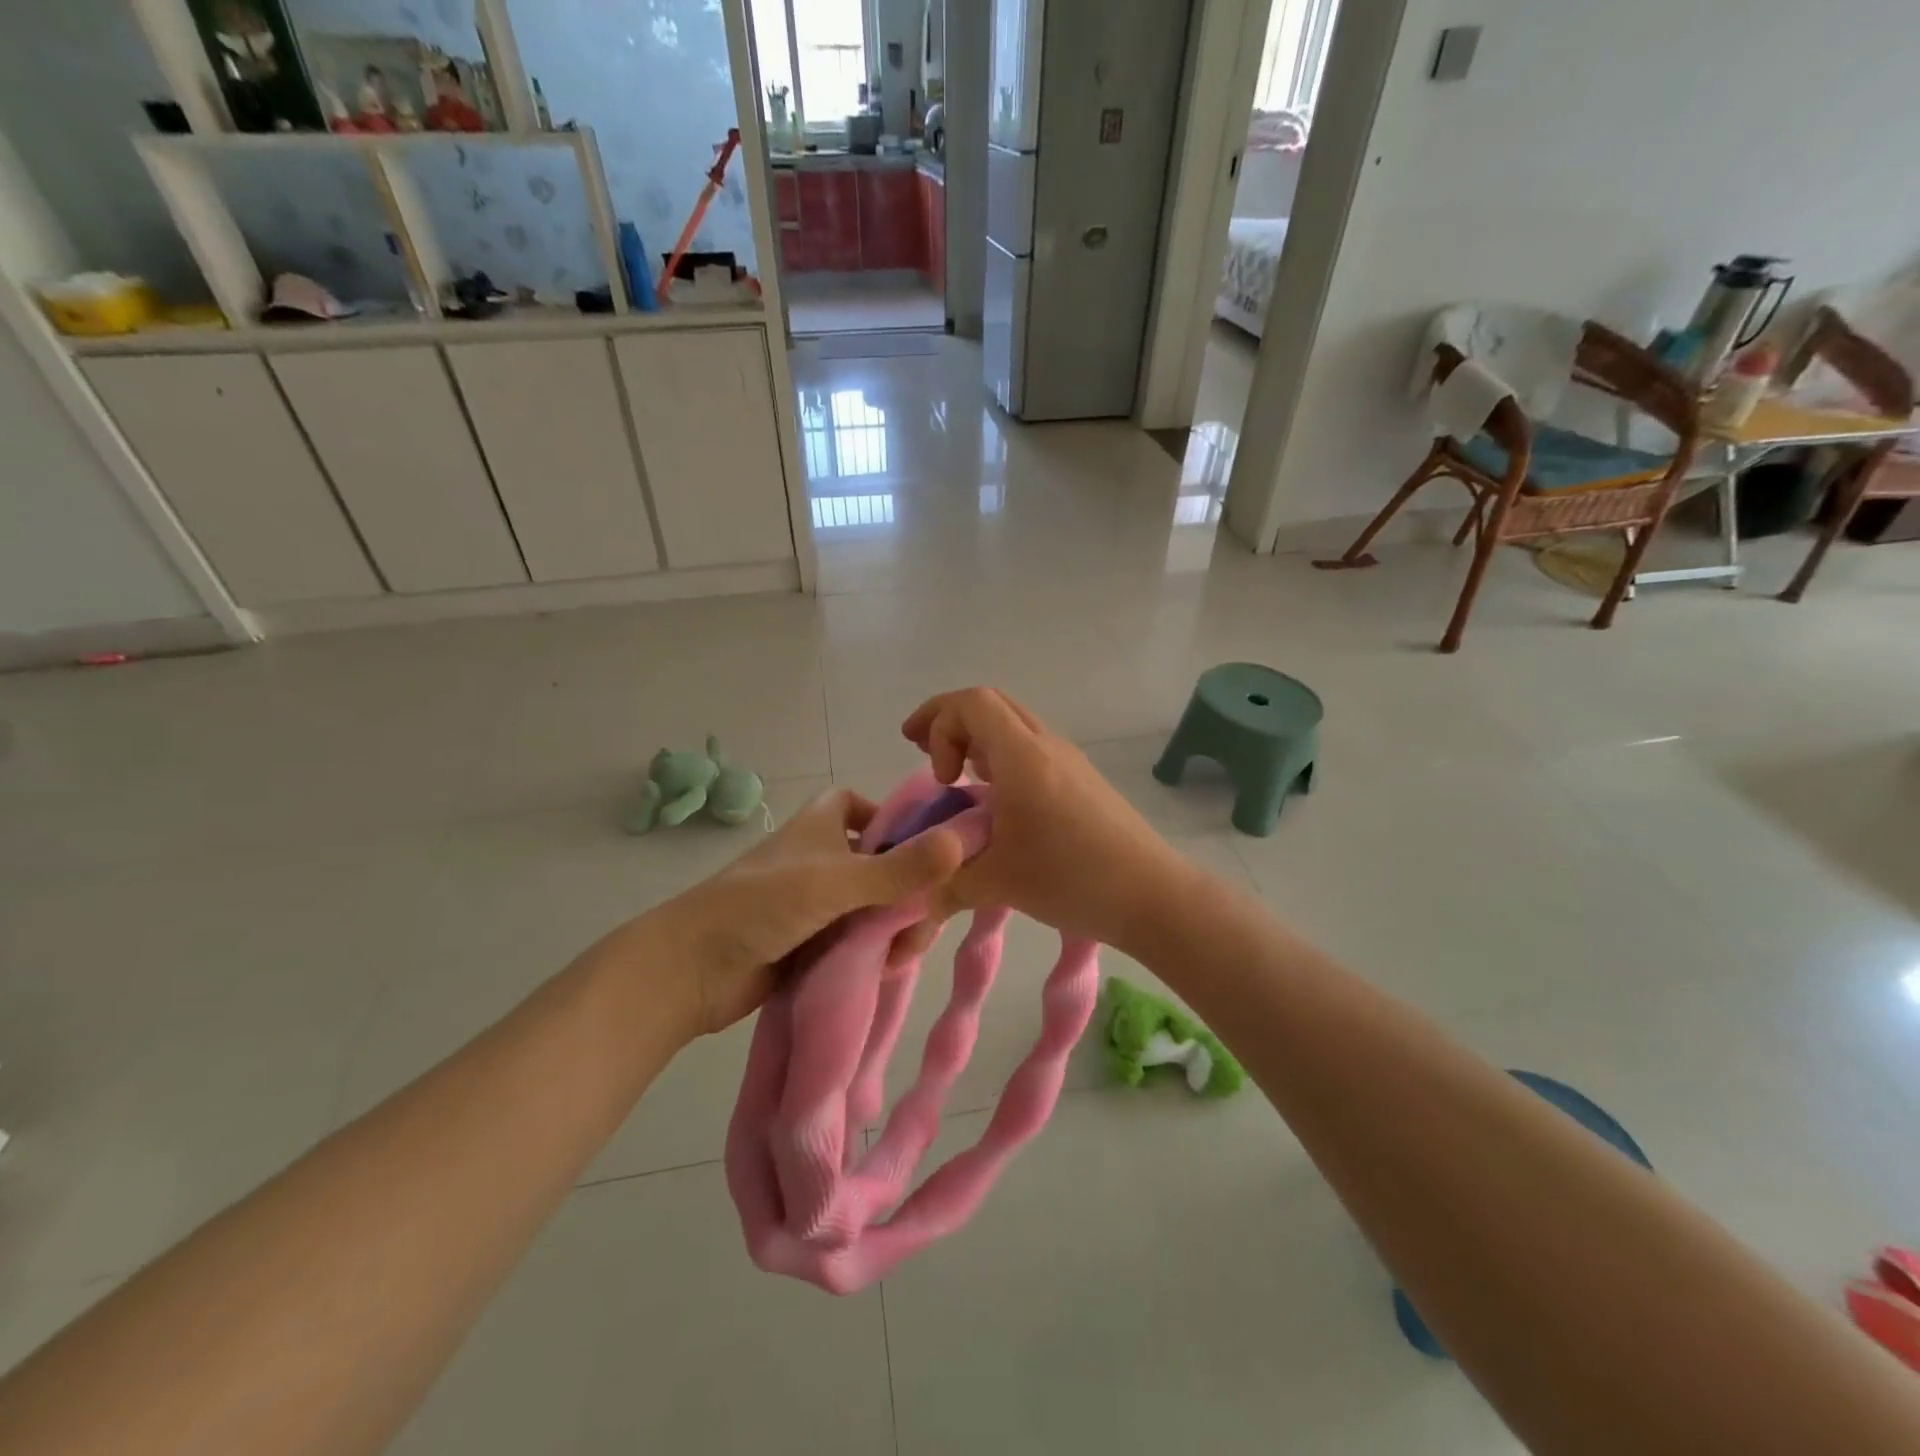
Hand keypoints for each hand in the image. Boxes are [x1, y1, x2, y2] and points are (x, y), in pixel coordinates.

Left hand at [647, 789, 964, 1037]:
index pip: (868, 808)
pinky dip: (874, 950)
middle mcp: (822, 857)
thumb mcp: (837, 881)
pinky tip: (889, 968)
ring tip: (905, 952)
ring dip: (893, 925)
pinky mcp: (811, 941)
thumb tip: (963, 842)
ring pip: (872, 905)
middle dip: (908, 889)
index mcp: (823, 825)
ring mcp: (816, 902)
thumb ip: (900, 867)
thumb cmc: (763, 904)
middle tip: (927, 917)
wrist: (692, 970)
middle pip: (881, 862)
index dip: (898, 823)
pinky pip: (856, 938)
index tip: (929, 851)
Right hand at [901, 688, 1187, 952]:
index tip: (937, 778)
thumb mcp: (997, 883)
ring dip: (976, 738)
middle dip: (948, 720)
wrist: (1152, 894)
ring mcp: (1068, 759)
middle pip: (990, 702)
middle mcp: (1046, 745)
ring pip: (1012, 723)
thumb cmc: (1072, 878)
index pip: (971, 703)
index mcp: (1022, 756)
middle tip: (920, 750)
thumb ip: (947, 885)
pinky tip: (994, 798)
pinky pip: (1030, 746)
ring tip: (953, 775)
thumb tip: (917, 902)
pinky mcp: (1081, 778)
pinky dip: (1000, 755)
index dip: (938, 724)